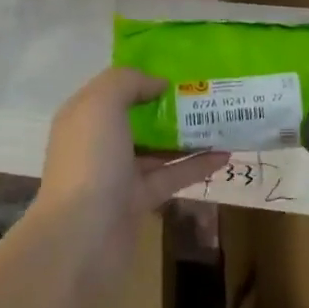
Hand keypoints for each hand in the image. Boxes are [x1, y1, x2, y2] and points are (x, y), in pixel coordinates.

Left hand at [34, 68, 225, 292]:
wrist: (83, 237)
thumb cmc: (90, 162)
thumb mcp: (101, 105)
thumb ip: (128, 82)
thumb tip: (158, 83)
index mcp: (84, 117)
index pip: (114, 90)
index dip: (143, 78)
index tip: (180, 70)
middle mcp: (99, 143)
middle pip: (139, 119)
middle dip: (170, 106)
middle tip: (208, 93)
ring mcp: (119, 175)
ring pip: (158, 149)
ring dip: (188, 136)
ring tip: (223, 121)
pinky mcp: (139, 201)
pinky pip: (172, 177)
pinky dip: (197, 166)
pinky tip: (225, 156)